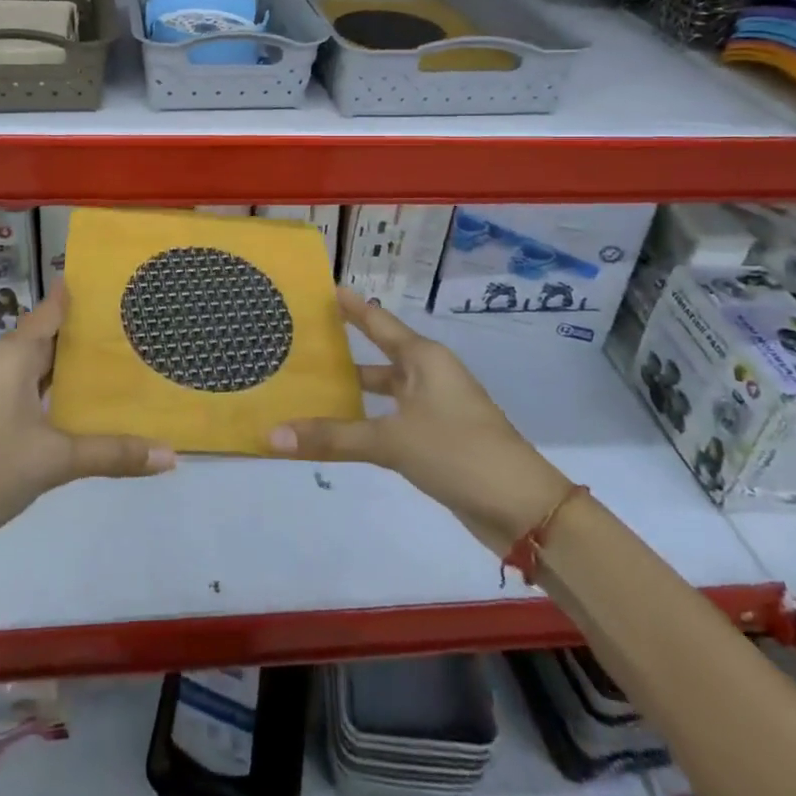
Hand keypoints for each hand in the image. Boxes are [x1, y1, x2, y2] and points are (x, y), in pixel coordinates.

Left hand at [0, 284, 175, 548]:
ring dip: (70, 364)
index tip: (120, 281)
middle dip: (87, 332)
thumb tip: (170, 455)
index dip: (83, 293)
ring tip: (119, 362)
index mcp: (12, 354)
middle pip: (48, 335)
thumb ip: (113, 453)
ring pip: (37, 364)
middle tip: (137, 325)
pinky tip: (81, 404)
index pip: (53, 308)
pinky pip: (27, 386)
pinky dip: (54, 388)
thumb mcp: (55, 459)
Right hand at [268, 288, 570, 553]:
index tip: (324, 288)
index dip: (351, 306)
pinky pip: (392, 418)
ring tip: (312, 384)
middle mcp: (429, 375)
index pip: (378, 322)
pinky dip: (367, 419)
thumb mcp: (391, 441)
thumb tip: (272, 434)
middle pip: (380, 353)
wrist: (522, 507)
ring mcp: (435, 408)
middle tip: (304, 338)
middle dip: (345, 348)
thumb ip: (333, 437)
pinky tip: (342, 427)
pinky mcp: (437, 439)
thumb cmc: (457, 452)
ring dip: (354, 388)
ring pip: (385, 390)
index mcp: (423, 358)